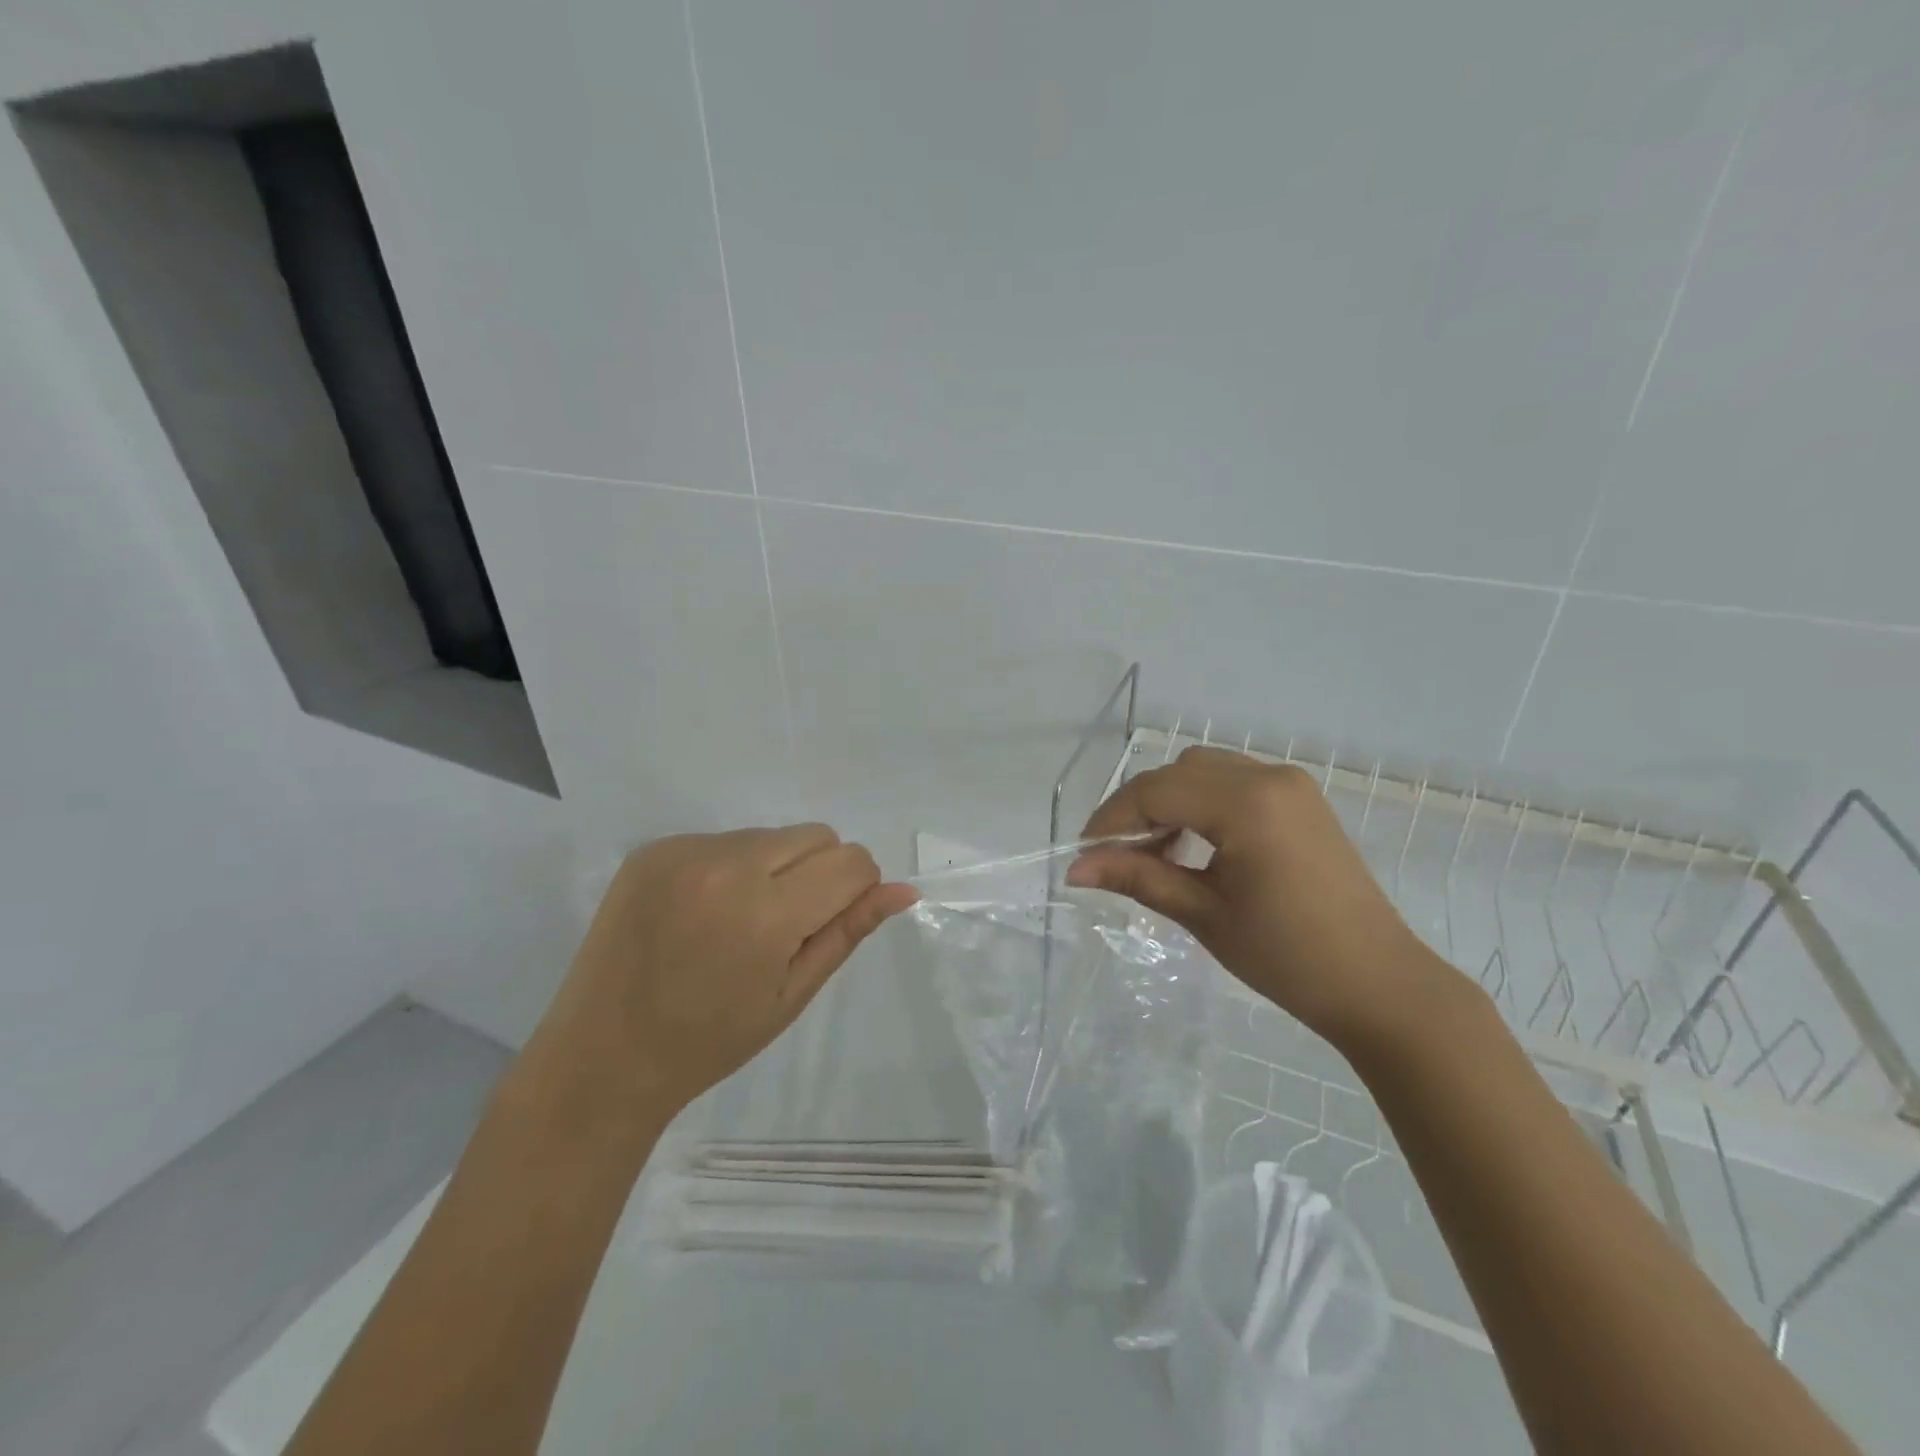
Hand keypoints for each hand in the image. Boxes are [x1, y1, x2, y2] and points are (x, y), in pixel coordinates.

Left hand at [538, 826, 917, 1112]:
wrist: (603, 1056)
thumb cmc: (710, 1041)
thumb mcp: (792, 994)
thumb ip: (848, 932)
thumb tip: (903, 890)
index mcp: (765, 914)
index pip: (851, 862)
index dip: (856, 888)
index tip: (827, 923)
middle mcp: (725, 866)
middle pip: (817, 835)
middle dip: (819, 873)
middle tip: (785, 926)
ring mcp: (683, 851)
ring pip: (771, 834)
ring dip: (775, 868)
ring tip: (739, 920)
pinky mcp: (654, 849)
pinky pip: (724, 839)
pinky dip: (732, 867)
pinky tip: (703, 912)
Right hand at [1067, 748, 1458, 1048]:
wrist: (1379, 985)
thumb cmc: (1288, 957)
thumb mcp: (1204, 915)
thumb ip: (1138, 878)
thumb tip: (1074, 869)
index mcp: (1248, 803)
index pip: (1156, 792)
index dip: (1112, 820)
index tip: (1084, 856)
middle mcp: (1268, 776)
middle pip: (1177, 773)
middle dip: (1138, 809)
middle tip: (1115, 857)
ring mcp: (1289, 784)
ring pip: (1203, 771)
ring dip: (1168, 803)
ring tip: (1153, 855)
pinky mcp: (1299, 799)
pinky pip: (1232, 783)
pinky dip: (1200, 805)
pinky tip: (1192, 846)